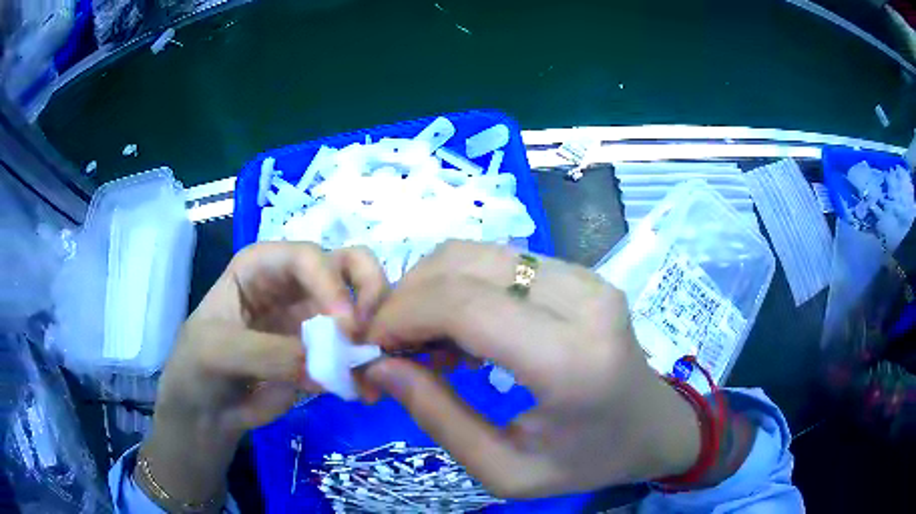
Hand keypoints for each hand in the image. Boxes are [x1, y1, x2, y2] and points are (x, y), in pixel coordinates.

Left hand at [141, 242, 387, 504]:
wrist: (205, 414)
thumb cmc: (197, 368)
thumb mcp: (218, 352)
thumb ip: (268, 353)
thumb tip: (327, 366)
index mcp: (260, 266)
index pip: (306, 256)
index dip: (330, 283)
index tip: (346, 327)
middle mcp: (292, 284)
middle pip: (346, 265)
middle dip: (368, 291)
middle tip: (373, 331)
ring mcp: (311, 319)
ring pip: (360, 307)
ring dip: (375, 333)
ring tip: (374, 368)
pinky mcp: (323, 353)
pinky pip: (355, 351)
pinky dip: (368, 367)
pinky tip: (366, 391)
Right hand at [364, 241, 700, 497]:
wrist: (654, 427)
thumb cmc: (588, 461)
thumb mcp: (506, 470)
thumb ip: (438, 418)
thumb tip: (380, 366)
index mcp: (571, 361)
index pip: (466, 306)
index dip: (403, 314)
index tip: (373, 344)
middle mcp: (583, 301)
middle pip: (465, 265)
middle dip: (409, 297)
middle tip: (391, 343)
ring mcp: (586, 278)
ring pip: (478, 253)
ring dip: (432, 288)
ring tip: (423, 339)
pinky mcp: (582, 273)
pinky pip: (501, 261)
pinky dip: (462, 286)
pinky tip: (461, 329)